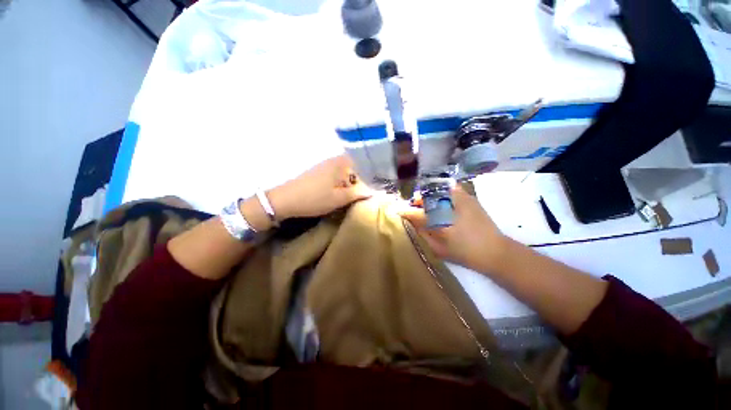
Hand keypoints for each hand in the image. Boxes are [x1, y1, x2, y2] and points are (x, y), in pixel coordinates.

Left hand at [268, 155, 372, 219]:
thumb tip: (373, 191)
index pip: (364, 164)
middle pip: (355, 168)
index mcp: (341, 163)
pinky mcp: (319, 172)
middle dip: (362, 180)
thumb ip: (358, 194)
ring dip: (352, 182)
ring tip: (357, 194)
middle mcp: (334, 160)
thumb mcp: (339, 199)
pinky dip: (342, 183)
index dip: (372, 175)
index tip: (377, 185)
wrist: (285, 200)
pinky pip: (337, 175)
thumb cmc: (315, 198)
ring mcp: (325, 165)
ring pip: (346, 172)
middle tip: (368, 192)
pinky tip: (342, 192)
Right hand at [399, 186, 507, 273]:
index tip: (396, 210)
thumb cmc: (464, 254)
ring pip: (436, 191)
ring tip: (428, 205)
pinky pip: (450, 188)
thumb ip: (423, 234)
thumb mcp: (439, 250)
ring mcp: (460, 199)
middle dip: (417, 202)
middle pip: (425, 198)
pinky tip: (442, 201)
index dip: (404, 211)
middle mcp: (448, 207)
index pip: (416, 213)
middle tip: (415, 208)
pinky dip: (442, 192)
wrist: (495, 250)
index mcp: (440, 224)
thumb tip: (411, 222)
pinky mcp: (469, 197)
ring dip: (428, 197)